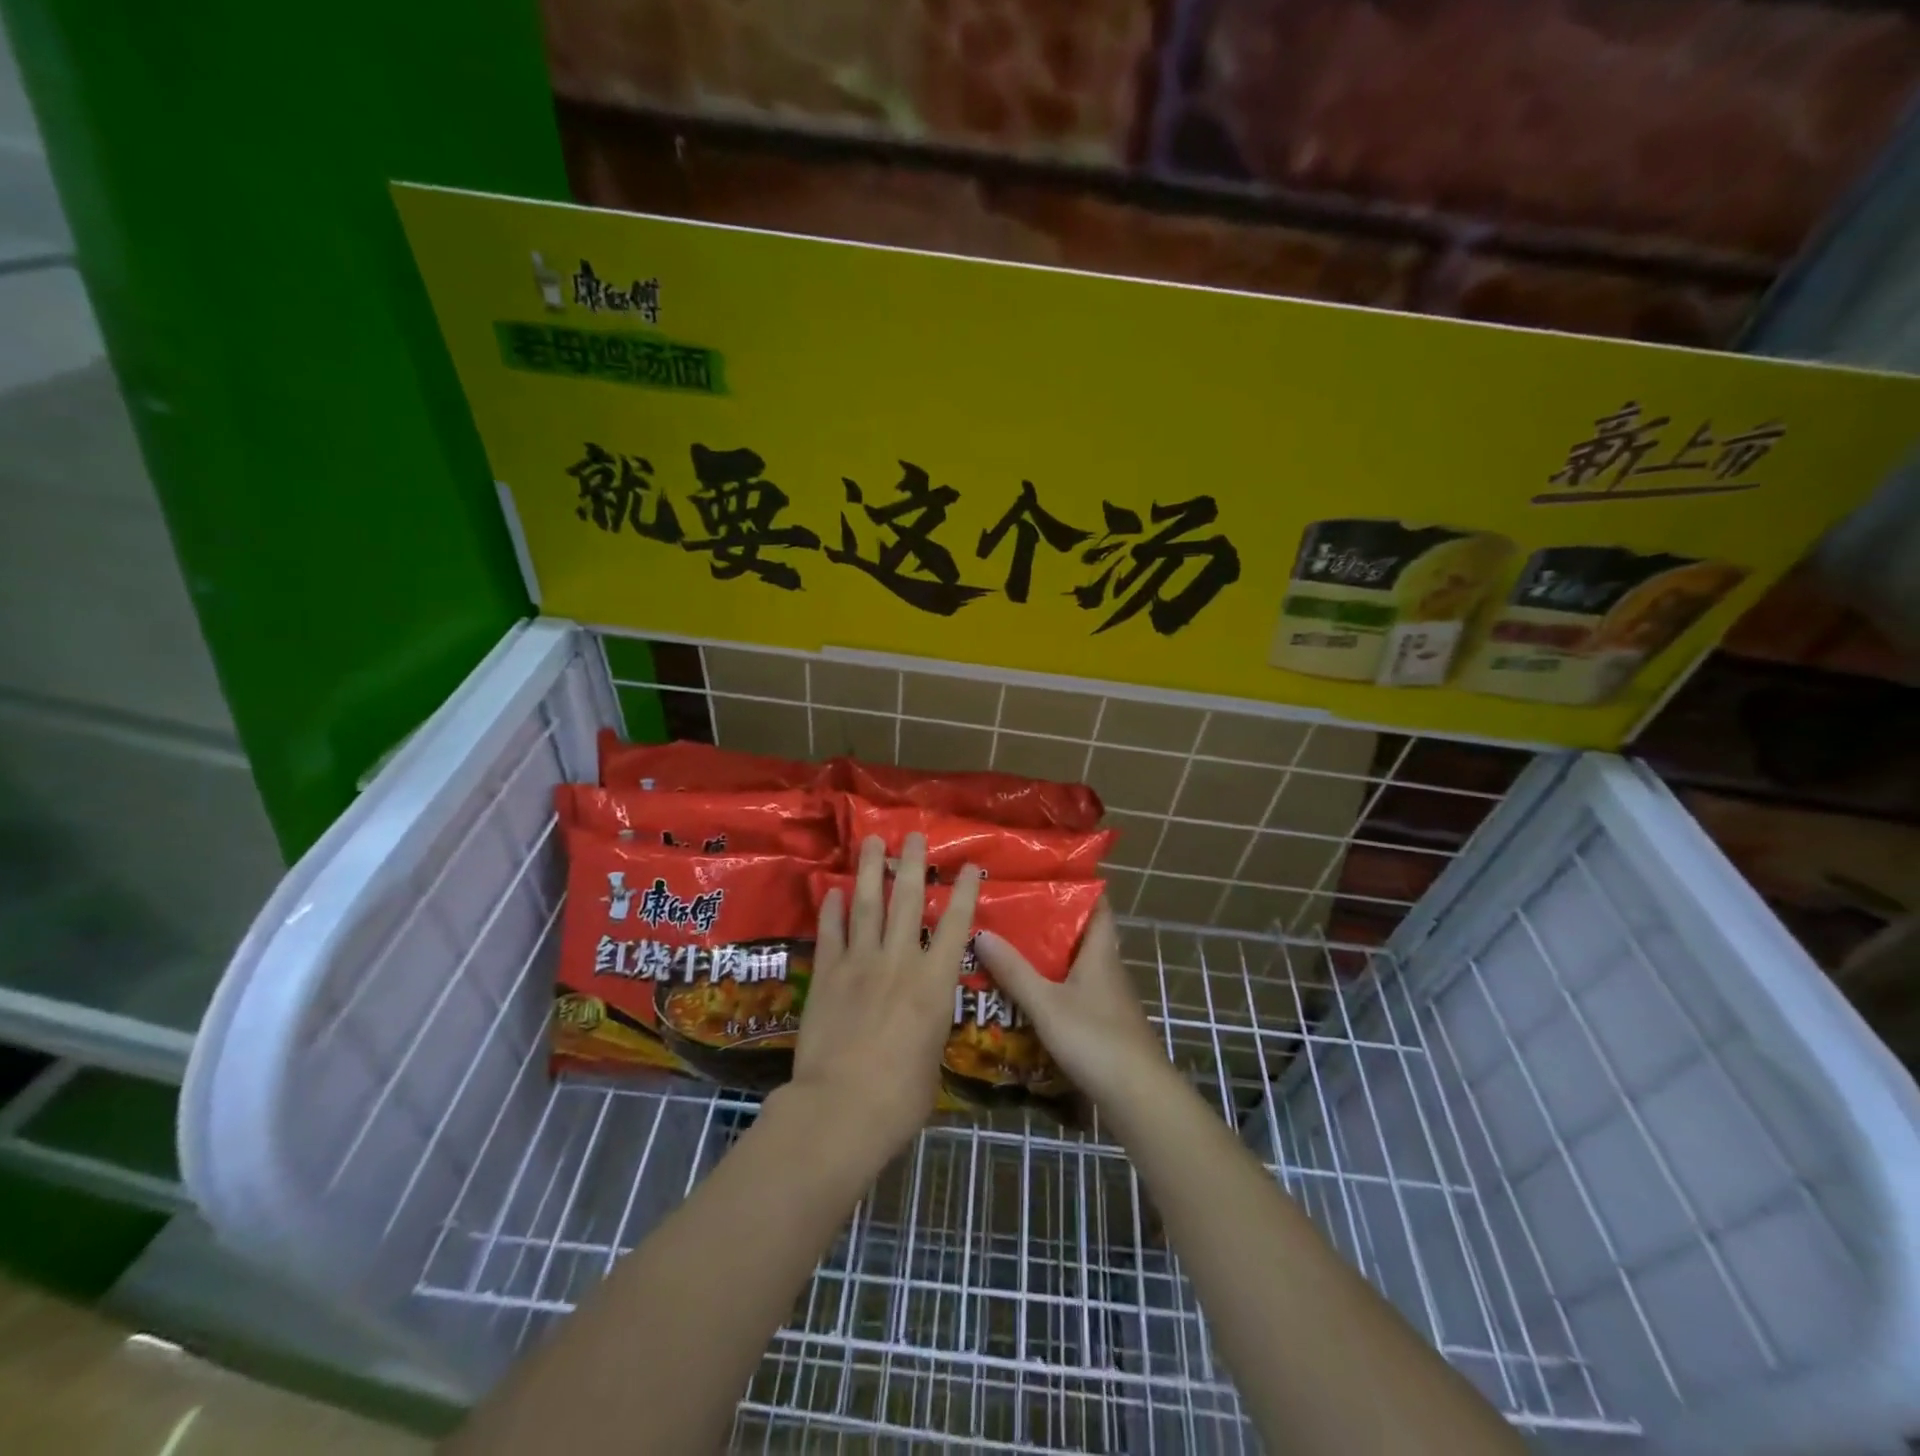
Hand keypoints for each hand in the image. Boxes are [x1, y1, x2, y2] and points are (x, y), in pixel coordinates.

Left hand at [785, 832, 980, 1170]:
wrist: (841, 1109)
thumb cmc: (900, 1098)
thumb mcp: (932, 1061)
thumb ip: (930, 1029)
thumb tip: (924, 1021)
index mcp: (934, 983)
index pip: (956, 926)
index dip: (965, 892)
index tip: (969, 865)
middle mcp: (899, 961)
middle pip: (908, 901)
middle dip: (911, 864)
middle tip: (912, 834)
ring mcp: (860, 963)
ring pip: (867, 904)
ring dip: (870, 870)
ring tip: (871, 840)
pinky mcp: (827, 975)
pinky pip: (831, 932)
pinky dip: (832, 909)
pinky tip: (833, 890)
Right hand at [973, 899, 1170, 1108]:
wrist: (1138, 1097)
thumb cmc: (1095, 1039)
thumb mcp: (1046, 1003)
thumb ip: (1013, 970)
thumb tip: (981, 933)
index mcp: (1100, 953)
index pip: (1097, 905)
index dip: (1077, 886)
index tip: (1043, 875)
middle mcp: (1107, 969)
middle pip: (1081, 935)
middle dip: (1049, 924)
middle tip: (1010, 913)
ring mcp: (1108, 1000)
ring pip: (1075, 967)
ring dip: (1047, 959)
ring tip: (1008, 951)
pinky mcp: (1104, 1026)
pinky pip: (1074, 994)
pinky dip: (1052, 989)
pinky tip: (1026, 997)